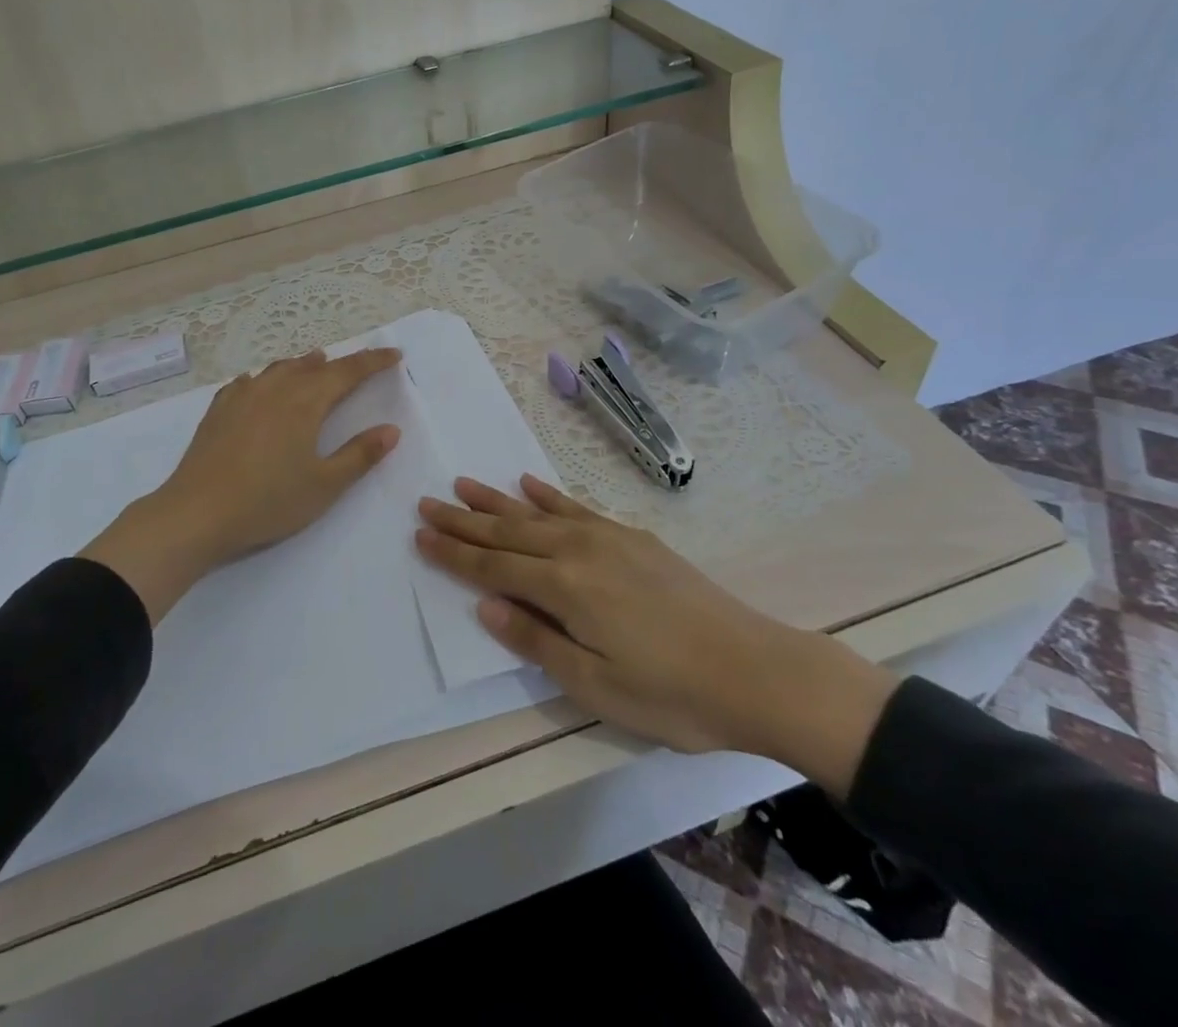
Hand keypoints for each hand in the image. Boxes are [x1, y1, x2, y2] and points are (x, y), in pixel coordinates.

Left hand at [83, 347, 403, 622]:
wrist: (196, 513)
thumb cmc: (268, 501)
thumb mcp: (324, 485)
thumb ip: (360, 455)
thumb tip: (391, 430)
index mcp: (306, 402)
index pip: (348, 372)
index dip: (373, 362)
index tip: (394, 355)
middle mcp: (275, 388)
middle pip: (315, 367)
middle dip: (342, 363)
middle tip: (360, 363)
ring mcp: (242, 395)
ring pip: (280, 369)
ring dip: (302, 365)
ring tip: (315, 361)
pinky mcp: (218, 410)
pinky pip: (247, 382)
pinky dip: (265, 378)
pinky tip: (257, 384)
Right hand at [415, 475, 898, 796]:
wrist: (757, 670)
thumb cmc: (672, 694)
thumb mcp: (597, 687)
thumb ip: (537, 642)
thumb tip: (486, 607)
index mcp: (565, 589)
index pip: (493, 567)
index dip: (454, 554)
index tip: (420, 534)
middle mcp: (579, 551)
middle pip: (508, 532)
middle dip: (464, 520)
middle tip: (426, 502)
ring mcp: (607, 538)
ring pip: (537, 513)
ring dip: (497, 500)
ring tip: (463, 484)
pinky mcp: (632, 537)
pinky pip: (578, 507)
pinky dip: (549, 495)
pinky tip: (529, 484)